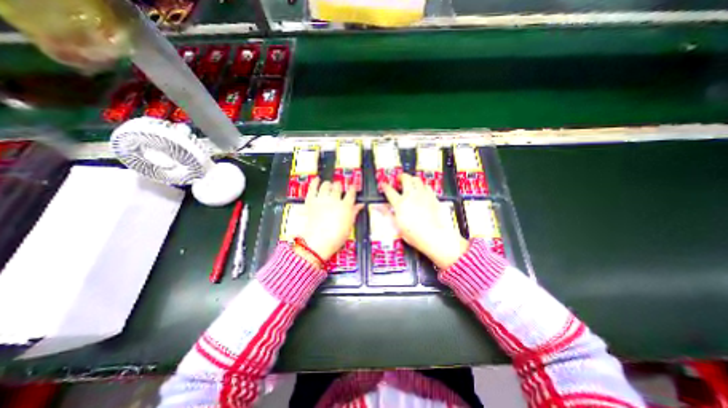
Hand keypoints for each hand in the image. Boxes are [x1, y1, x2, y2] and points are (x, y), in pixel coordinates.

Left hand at [301, 178, 362, 261]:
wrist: (318, 242)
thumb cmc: (336, 236)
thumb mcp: (349, 225)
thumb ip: (354, 212)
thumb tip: (360, 205)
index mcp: (345, 206)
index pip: (351, 192)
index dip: (352, 188)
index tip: (352, 187)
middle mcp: (334, 199)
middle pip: (338, 186)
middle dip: (340, 186)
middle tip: (340, 188)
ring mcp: (322, 199)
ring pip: (326, 185)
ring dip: (329, 184)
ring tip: (330, 185)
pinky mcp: (311, 201)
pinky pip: (313, 188)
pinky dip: (315, 182)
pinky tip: (317, 179)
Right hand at [381, 174, 465, 269]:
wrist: (433, 236)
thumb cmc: (413, 233)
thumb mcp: (396, 225)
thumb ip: (387, 213)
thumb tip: (377, 207)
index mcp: (400, 203)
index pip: (389, 191)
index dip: (385, 186)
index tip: (383, 185)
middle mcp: (411, 195)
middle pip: (405, 179)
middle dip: (400, 177)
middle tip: (399, 180)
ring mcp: (423, 195)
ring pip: (417, 179)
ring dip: (412, 179)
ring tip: (410, 183)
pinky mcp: (433, 197)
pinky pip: (427, 186)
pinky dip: (422, 186)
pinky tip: (422, 191)